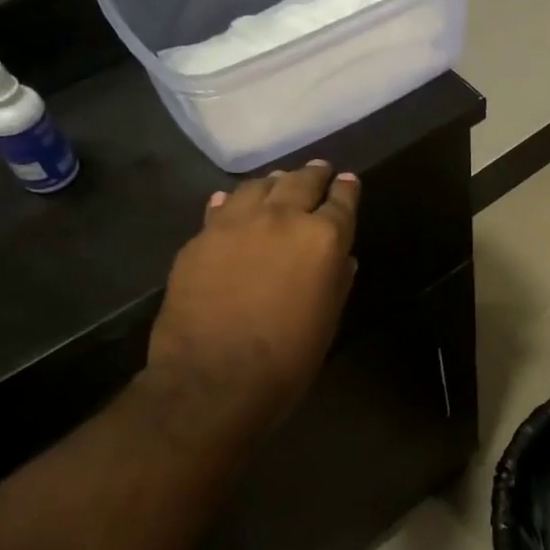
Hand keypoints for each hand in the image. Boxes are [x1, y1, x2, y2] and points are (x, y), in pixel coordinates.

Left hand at [141, 161, 360, 445]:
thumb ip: (336, 281)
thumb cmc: (286, 360)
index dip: (347, 189)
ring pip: (259, 186)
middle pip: (301, 181)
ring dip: (274, 182)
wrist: (214, 379)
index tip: (347, 181)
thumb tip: (340, 258)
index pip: (342, 200)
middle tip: (318, 169)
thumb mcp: (327, 321)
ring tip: (278, 181)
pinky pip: (222, 207)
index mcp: (323, 239)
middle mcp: (282, 218)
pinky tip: (233, 201)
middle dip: (314, 174)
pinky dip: (234, 201)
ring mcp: (236, 224)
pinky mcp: (201, 237)